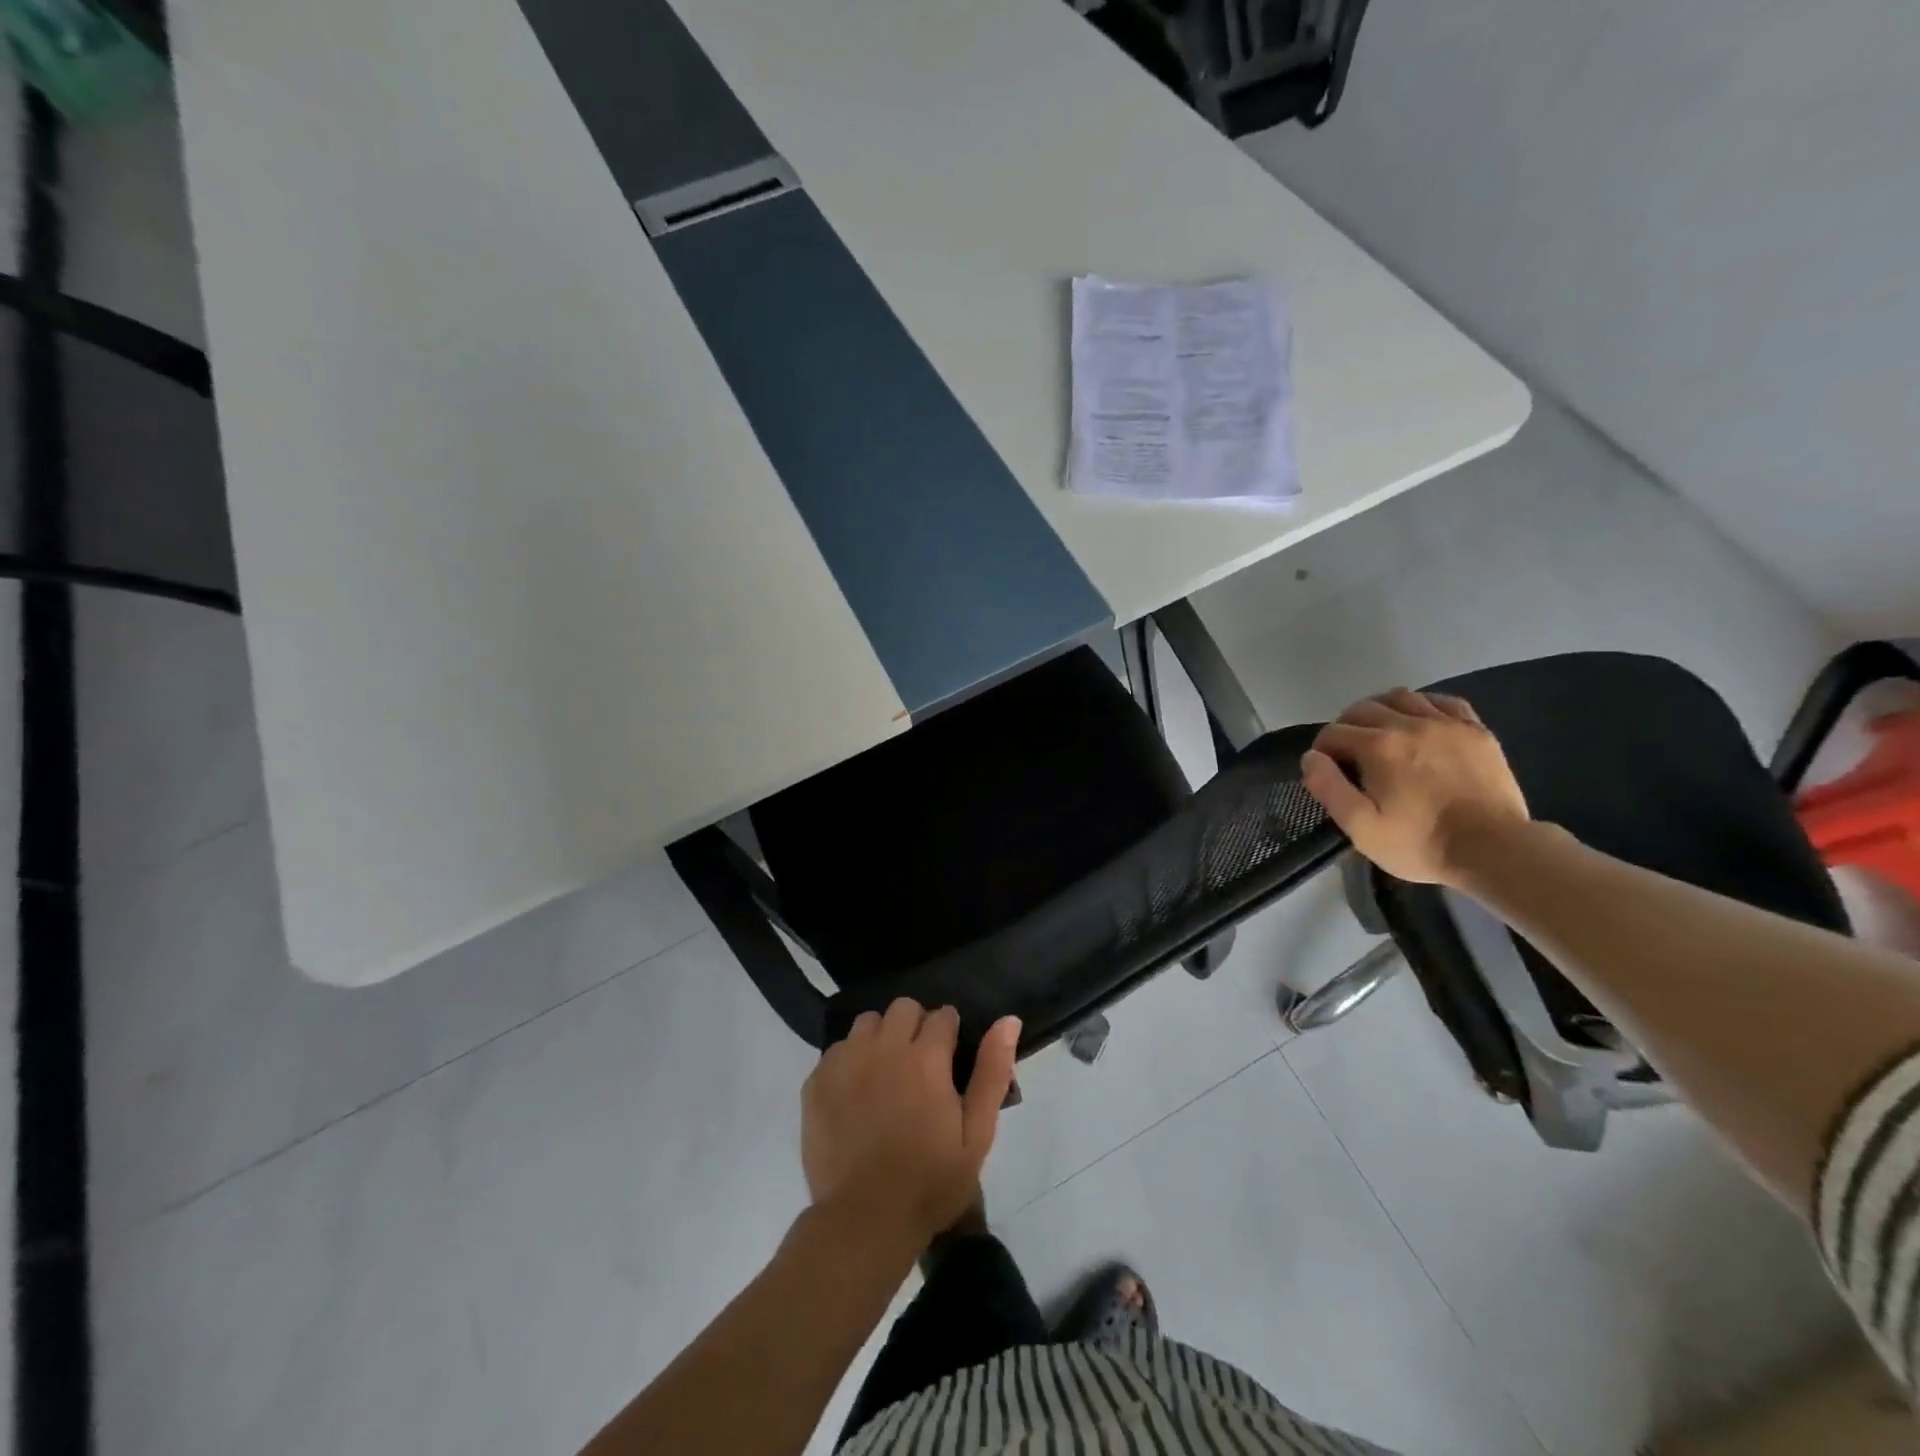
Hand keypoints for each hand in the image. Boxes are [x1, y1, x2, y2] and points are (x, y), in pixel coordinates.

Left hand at [801, 1000, 1020, 1250]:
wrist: (865, 1221)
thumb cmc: (930, 1182)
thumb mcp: (976, 1134)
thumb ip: (992, 1072)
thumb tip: (1008, 1020)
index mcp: (926, 1057)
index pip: (943, 1015)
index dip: (949, 1034)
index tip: (948, 1059)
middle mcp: (884, 1047)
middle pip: (903, 1007)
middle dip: (916, 1026)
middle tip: (919, 1065)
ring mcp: (846, 1061)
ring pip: (867, 1022)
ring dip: (880, 1038)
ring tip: (885, 1074)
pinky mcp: (816, 1081)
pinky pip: (837, 1049)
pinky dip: (849, 1061)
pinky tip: (855, 1094)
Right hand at [1300, 688, 1529, 884]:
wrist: (1495, 850)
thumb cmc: (1421, 842)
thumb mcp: (1362, 828)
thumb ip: (1329, 788)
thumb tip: (1311, 758)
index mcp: (1378, 747)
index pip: (1333, 732)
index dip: (1322, 749)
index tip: (1326, 770)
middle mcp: (1409, 724)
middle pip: (1363, 707)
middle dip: (1346, 725)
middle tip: (1348, 752)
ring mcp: (1447, 724)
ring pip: (1402, 697)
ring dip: (1381, 709)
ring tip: (1380, 732)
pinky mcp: (1476, 731)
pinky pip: (1444, 701)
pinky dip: (1423, 705)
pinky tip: (1420, 722)